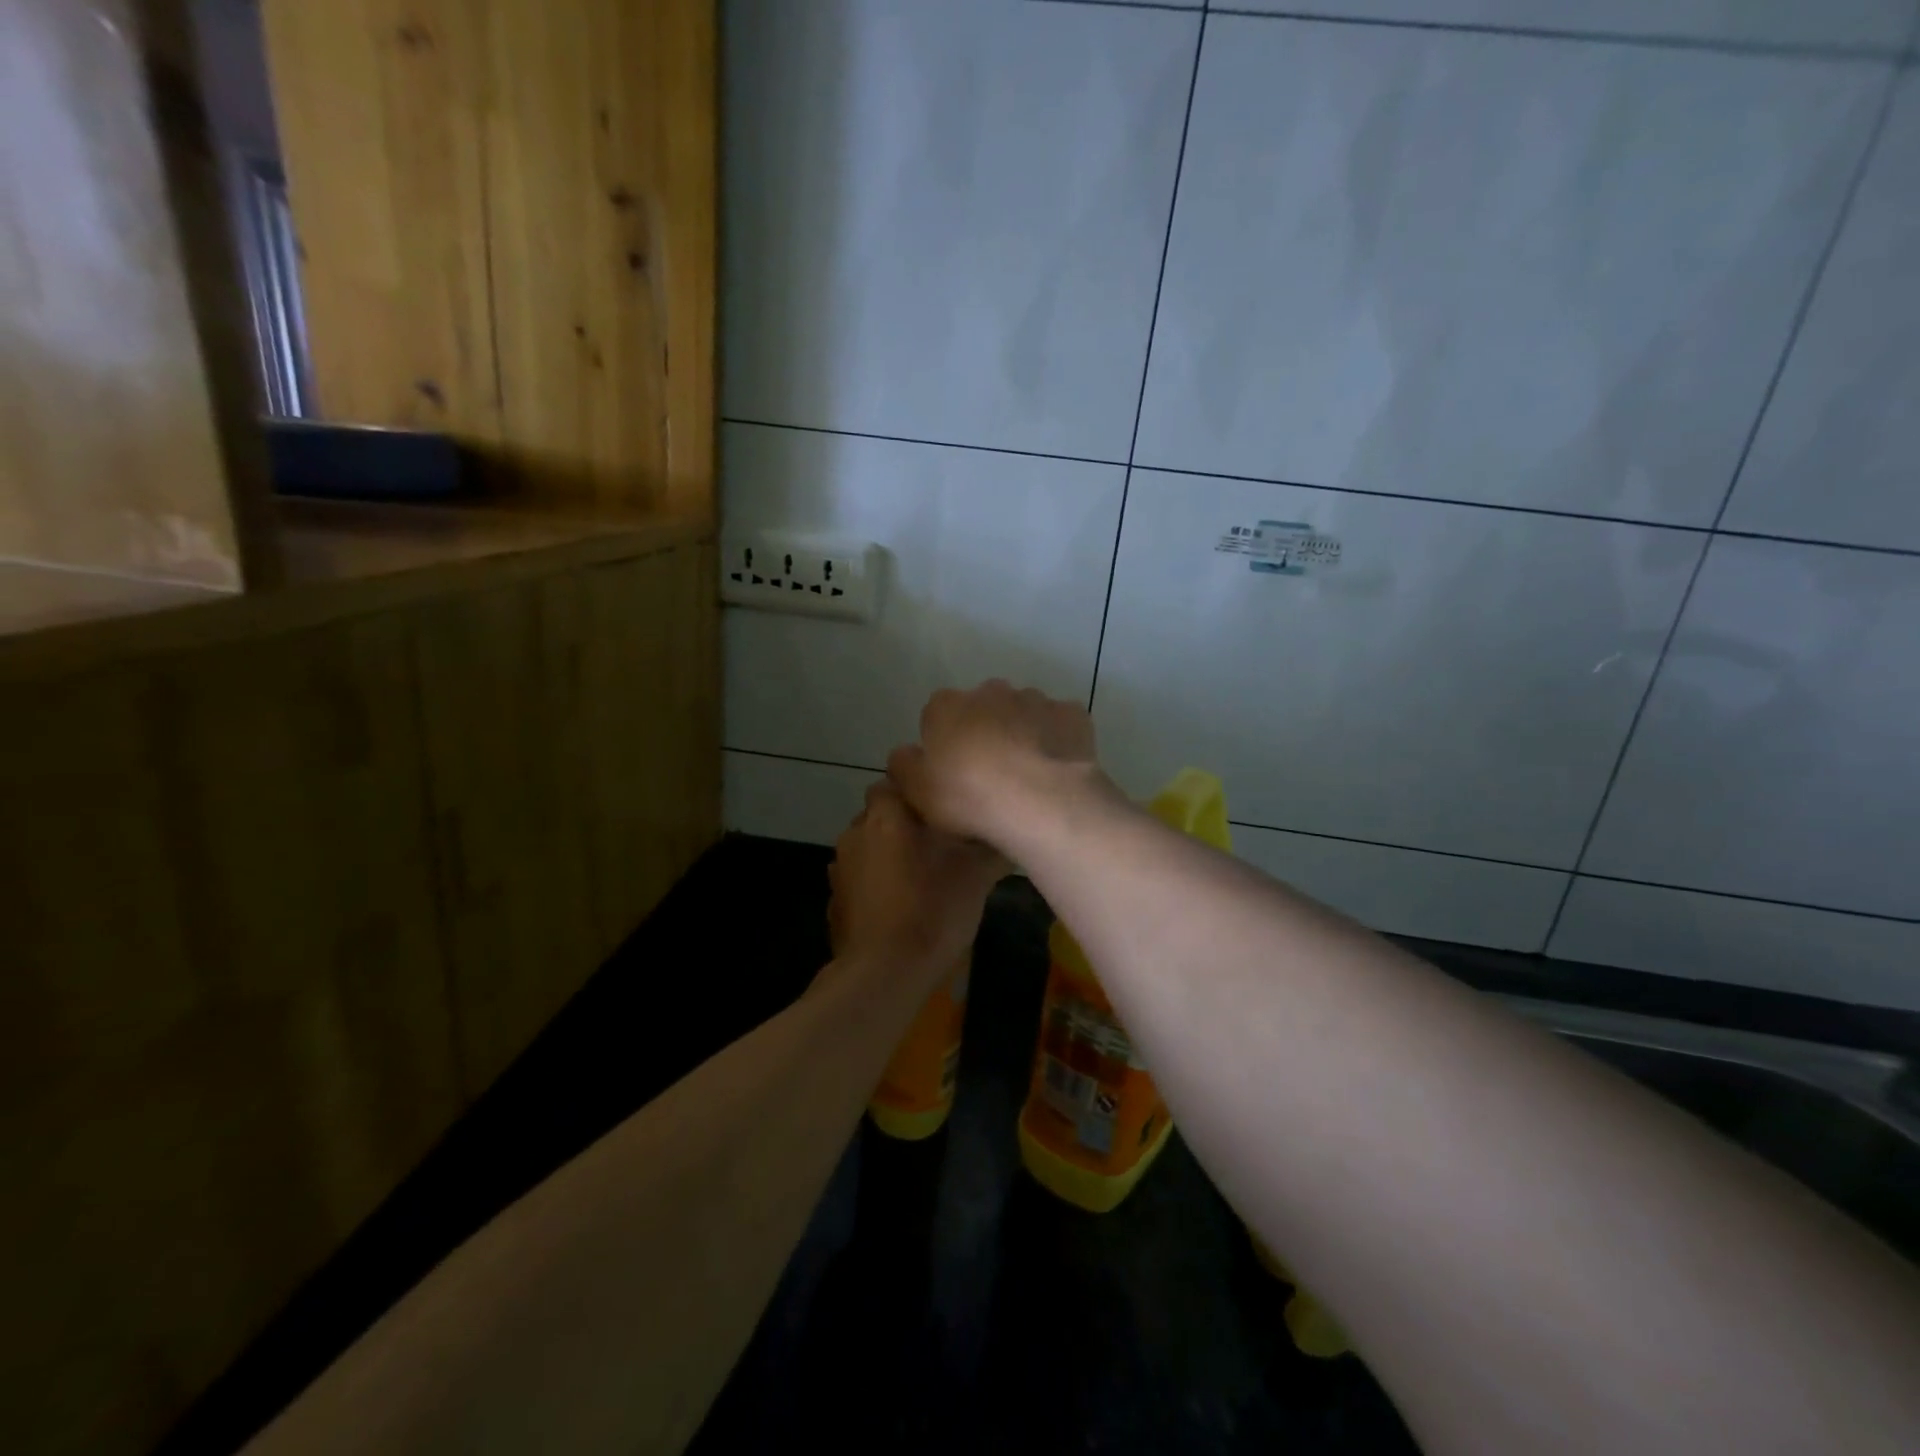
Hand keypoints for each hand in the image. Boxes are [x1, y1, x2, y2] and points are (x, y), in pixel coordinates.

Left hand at [828, 781, 1005, 983]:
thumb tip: (1009, 836)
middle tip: (938, 842)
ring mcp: (839, 868)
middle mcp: (856, 832)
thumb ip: (991, 849)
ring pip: (868, 846)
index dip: (918, 789)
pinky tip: (898, 905)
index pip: (895, 778)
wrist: (884, 973)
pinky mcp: (834, 901)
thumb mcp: (976, 876)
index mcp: (887, 816)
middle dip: (904, 823)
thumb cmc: (933, 910)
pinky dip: (874, 884)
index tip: (943, 805)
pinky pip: (858, 879)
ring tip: (919, 876)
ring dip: (887, 853)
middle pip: (880, 813)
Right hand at [886, 680, 1107, 849]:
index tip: (953, 773)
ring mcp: (1035, 699)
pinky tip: (1057, 770)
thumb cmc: (969, 796)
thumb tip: (905, 754)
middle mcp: (990, 691)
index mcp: (947, 706)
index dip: (944, 743)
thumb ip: (904, 766)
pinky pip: (1059, 726)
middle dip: (985, 732)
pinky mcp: (1072, 714)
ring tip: (1027, 777)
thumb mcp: (917, 791)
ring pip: (1023, 714)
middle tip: (990, 775)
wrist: (1041, 801)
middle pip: (982, 709)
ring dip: (1022, 735)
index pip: (937, 715)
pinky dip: (1057, 742)